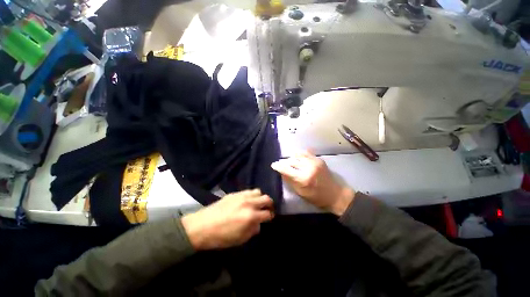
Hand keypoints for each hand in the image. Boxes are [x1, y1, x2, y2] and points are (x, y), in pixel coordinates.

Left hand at [181, 189, 273, 249]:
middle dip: (270, 204)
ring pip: (258, 192)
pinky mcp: (235, 193)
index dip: (271, 217)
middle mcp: (249, 203)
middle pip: (266, 199)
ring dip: (261, 198)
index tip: (270, 218)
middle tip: (268, 209)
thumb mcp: (240, 240)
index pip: (268, 214)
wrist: (201, 226)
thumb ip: (253, 230)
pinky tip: (248, 200)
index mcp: (250, 216)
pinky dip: (252, 195)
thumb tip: (258, 224)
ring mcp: (242, 196)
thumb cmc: (221, 237)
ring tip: (257, 203)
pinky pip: (248, 191)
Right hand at [271, 151, 354, 215]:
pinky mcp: (319, 159)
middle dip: (285, 163)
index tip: (273, 165)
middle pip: (291, 161)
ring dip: (292, 159)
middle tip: (281, 165)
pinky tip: (297, 158)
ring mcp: (314, 162)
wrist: (336, 194)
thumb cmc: (317, 197)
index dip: (278, 166)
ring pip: (297, 156)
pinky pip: (306, 153)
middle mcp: (308, 167)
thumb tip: (281, 172)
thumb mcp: (300, 192)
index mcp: (303, 178)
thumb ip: (290, 181)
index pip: (286, 169)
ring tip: (290, 162)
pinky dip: (299, 155)